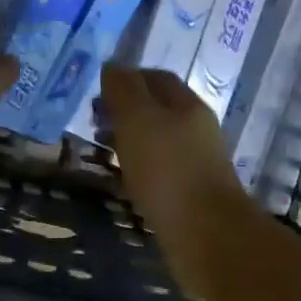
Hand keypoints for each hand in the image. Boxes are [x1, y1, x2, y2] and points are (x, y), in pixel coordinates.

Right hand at [98, 64, 247, 297]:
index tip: (96, 91)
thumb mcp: (138, 120)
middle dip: (125, 111)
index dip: (126, 78)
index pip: (155, 78)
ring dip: (130, 141)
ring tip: (102, 152)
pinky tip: (122, 180)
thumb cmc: (168, 170)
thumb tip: (112, 66)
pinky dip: (138, 168)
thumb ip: (124, 90)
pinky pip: (160, 171)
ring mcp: (196, 163)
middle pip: (158, 109)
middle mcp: (196, 129)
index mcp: (186, 105)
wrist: (206, 235)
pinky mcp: (191, 194)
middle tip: (94, 122)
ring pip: (158, 141)